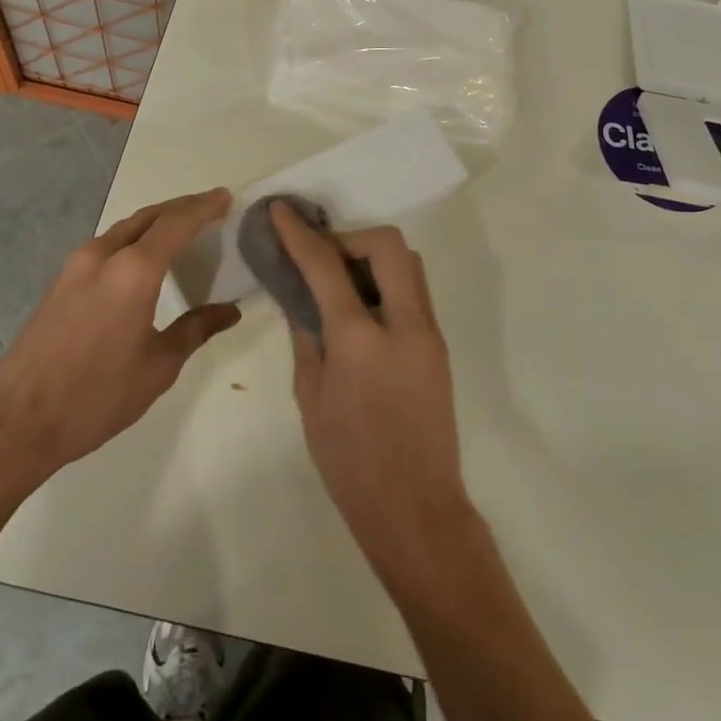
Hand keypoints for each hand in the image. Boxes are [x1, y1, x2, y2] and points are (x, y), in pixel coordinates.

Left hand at [0, 188, 239, 488]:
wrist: (17, 423)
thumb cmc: (97, 396)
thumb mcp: (158, 367)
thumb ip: (196, 329)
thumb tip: (230, 311)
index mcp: (133, 271)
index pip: (176, 223)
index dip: (204, 207)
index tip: (226, 197)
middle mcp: (103, 255)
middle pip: (149, 216)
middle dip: (181, 207)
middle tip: (210, 208)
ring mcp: (75, 266)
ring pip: (124, 228)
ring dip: (155, 221)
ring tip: (182, 229)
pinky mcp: (60, 282)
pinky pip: (106, 245)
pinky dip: (133, 239)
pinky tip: (143, 259)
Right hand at [270, 203, 473, 581]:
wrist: (416, 510)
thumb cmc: (350, 462)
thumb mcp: (310, 397)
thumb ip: (307, 337)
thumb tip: (301, 298)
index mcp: (361, 340)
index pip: (327, 266)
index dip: (300, 233)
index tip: (281, 210)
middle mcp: (404, 324)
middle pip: (387, 245)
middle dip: (350, 238)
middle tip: (322, 258)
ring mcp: (429, 334)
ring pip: (408, 264)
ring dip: (372, 257)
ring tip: (340, 281)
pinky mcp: (439, 346)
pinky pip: (413, 291)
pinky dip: (386, 282)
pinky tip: (361, 308)